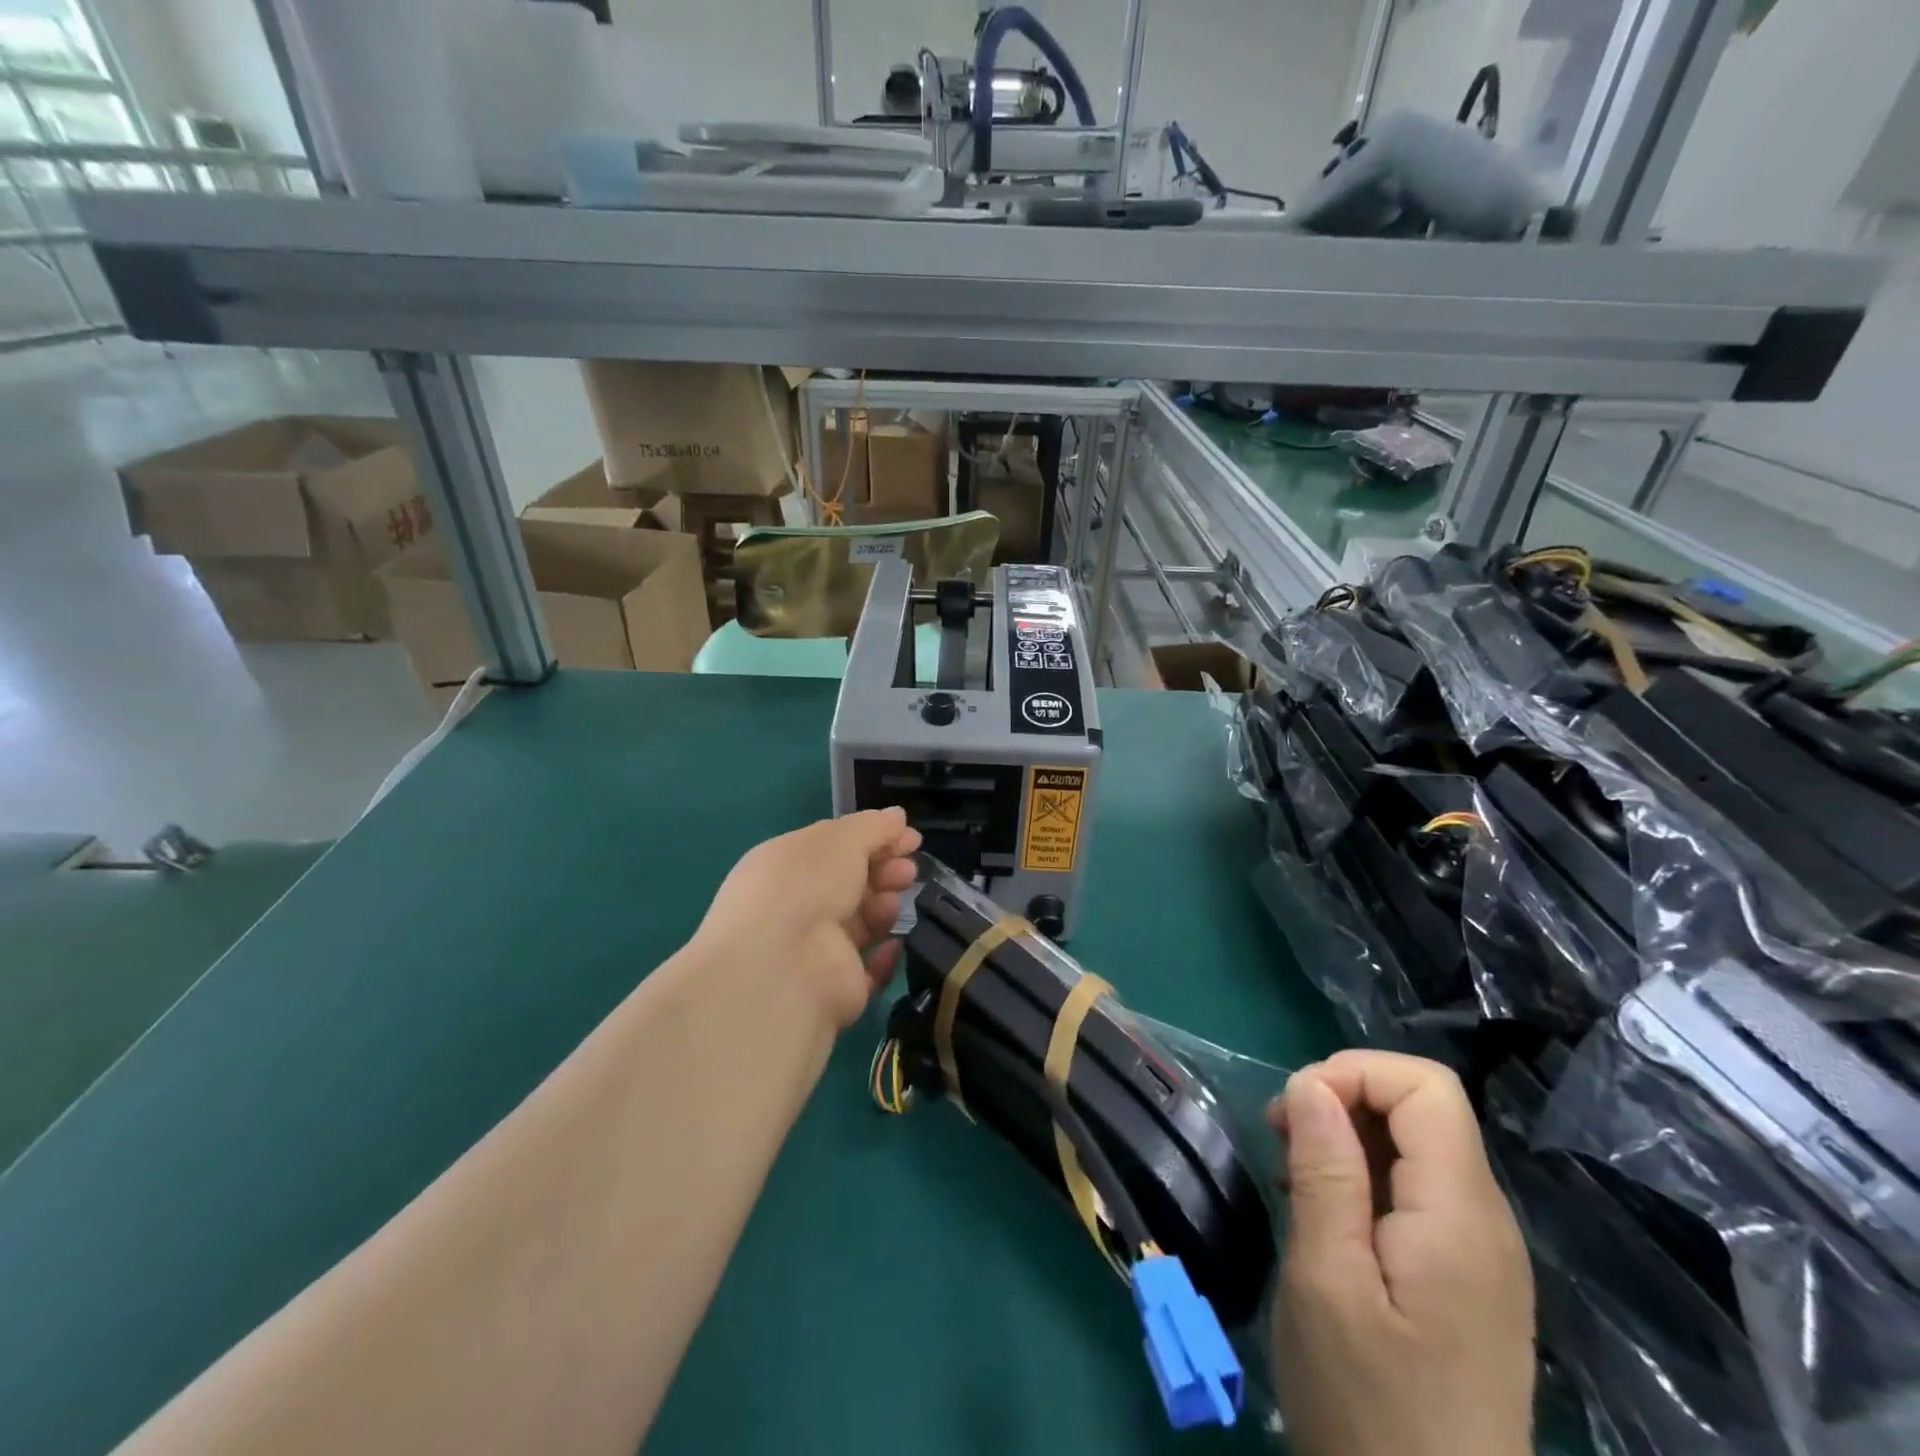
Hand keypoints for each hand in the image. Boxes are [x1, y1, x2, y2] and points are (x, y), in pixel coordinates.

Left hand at [695, 809, 922, 1030]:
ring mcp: (816, 948)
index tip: (910, 838)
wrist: (786, 965)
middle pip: (852, 882)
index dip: (874, 839)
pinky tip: (894, 942)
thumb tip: (898, 816)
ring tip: (894, 902)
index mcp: (788, 865)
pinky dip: (886, 954)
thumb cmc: (806, 885)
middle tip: (907, 870)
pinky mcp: (837, 986)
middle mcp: (797, 905)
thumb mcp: (840, 840)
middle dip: (884, 871)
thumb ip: (873, 827)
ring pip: (862, 921)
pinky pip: (870, 967)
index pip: (835, 847)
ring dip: (885, 906)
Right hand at [1268, 1050, 1534, 1455]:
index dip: (1354, 1073)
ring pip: (1416, 1145)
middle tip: (1283, 1141)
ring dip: (1347, 1138)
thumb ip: (1325, 1173)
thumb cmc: (1369, 1410)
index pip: (1425, 1085)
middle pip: (1422, 1108)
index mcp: (1461, 1216)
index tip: (1295, 1112)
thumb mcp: (1327, 1282)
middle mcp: (1486, 1222)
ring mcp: (1481, 1253)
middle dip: (1343, 1100)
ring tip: (1294, 1178)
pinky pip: (1417, 1190)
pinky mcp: (1465, 1278)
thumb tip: (1310, 1084)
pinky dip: (1364, 1177)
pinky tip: (1325, 1215)